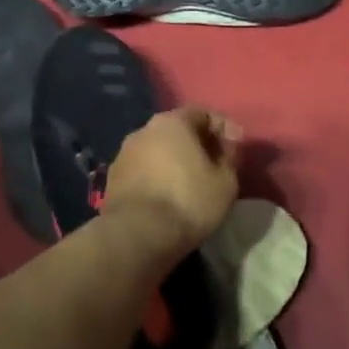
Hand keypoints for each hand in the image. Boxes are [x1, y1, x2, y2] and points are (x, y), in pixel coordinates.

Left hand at [103, 106, 242, 255]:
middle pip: (177, 130)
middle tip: (215, 163)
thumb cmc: (188, 201)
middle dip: (197, 144)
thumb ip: (229, 157)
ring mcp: (123, 154)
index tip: (237, 146)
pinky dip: (158, 177)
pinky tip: (168, 196)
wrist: (138, 235)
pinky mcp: (112, 180)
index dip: (223, 127)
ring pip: (157, 151)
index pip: (202, 113)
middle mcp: (143, 130)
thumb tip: (225, 148)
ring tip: (191, 183)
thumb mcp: (226, 181)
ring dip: (175, 161)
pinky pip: (143, 171)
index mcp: (172, 122)